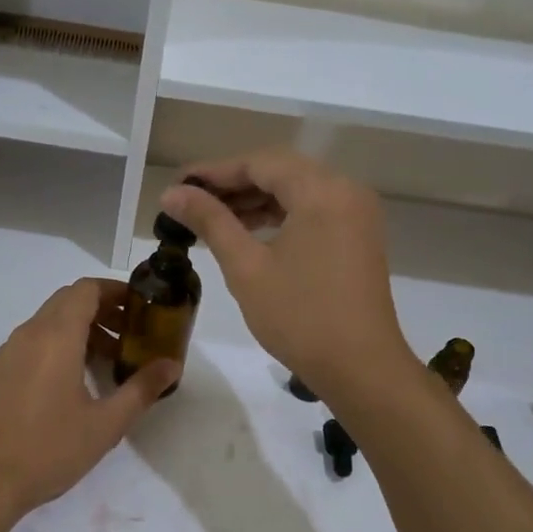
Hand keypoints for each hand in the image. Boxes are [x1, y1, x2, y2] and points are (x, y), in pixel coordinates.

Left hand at [0, 278, 178, 524]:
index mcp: (56, 335)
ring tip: (109, 361)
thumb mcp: (106, 423)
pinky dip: (60, 344)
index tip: (141, 308)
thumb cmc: (49, 448)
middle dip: (102, 310)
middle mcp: (29, 333)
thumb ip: (141, 389)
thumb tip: (172, 365)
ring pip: (50, 321)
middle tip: (132, 334)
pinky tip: (76, 381)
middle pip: (68, 301)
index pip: (86, 290)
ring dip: (81, 329)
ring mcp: (9, 352)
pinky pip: (34, 341)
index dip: (115, 291)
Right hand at [160, 150, 408, 400]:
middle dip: (233, 185)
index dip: (214, 171)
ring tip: (211, 219)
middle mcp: (345, 190)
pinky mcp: (358, 236)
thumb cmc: (300, 317)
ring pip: (296, 191)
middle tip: (189, 202)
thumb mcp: (246, 267)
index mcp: (321, 191)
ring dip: (254, 200)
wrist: (361, 368)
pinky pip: (312, 210)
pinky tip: (248, 233)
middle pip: (280, 171)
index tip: (177, 186)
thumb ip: (210, 221)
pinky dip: (279, 216)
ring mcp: (356, 214)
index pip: (259, 163)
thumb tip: (172, 193)